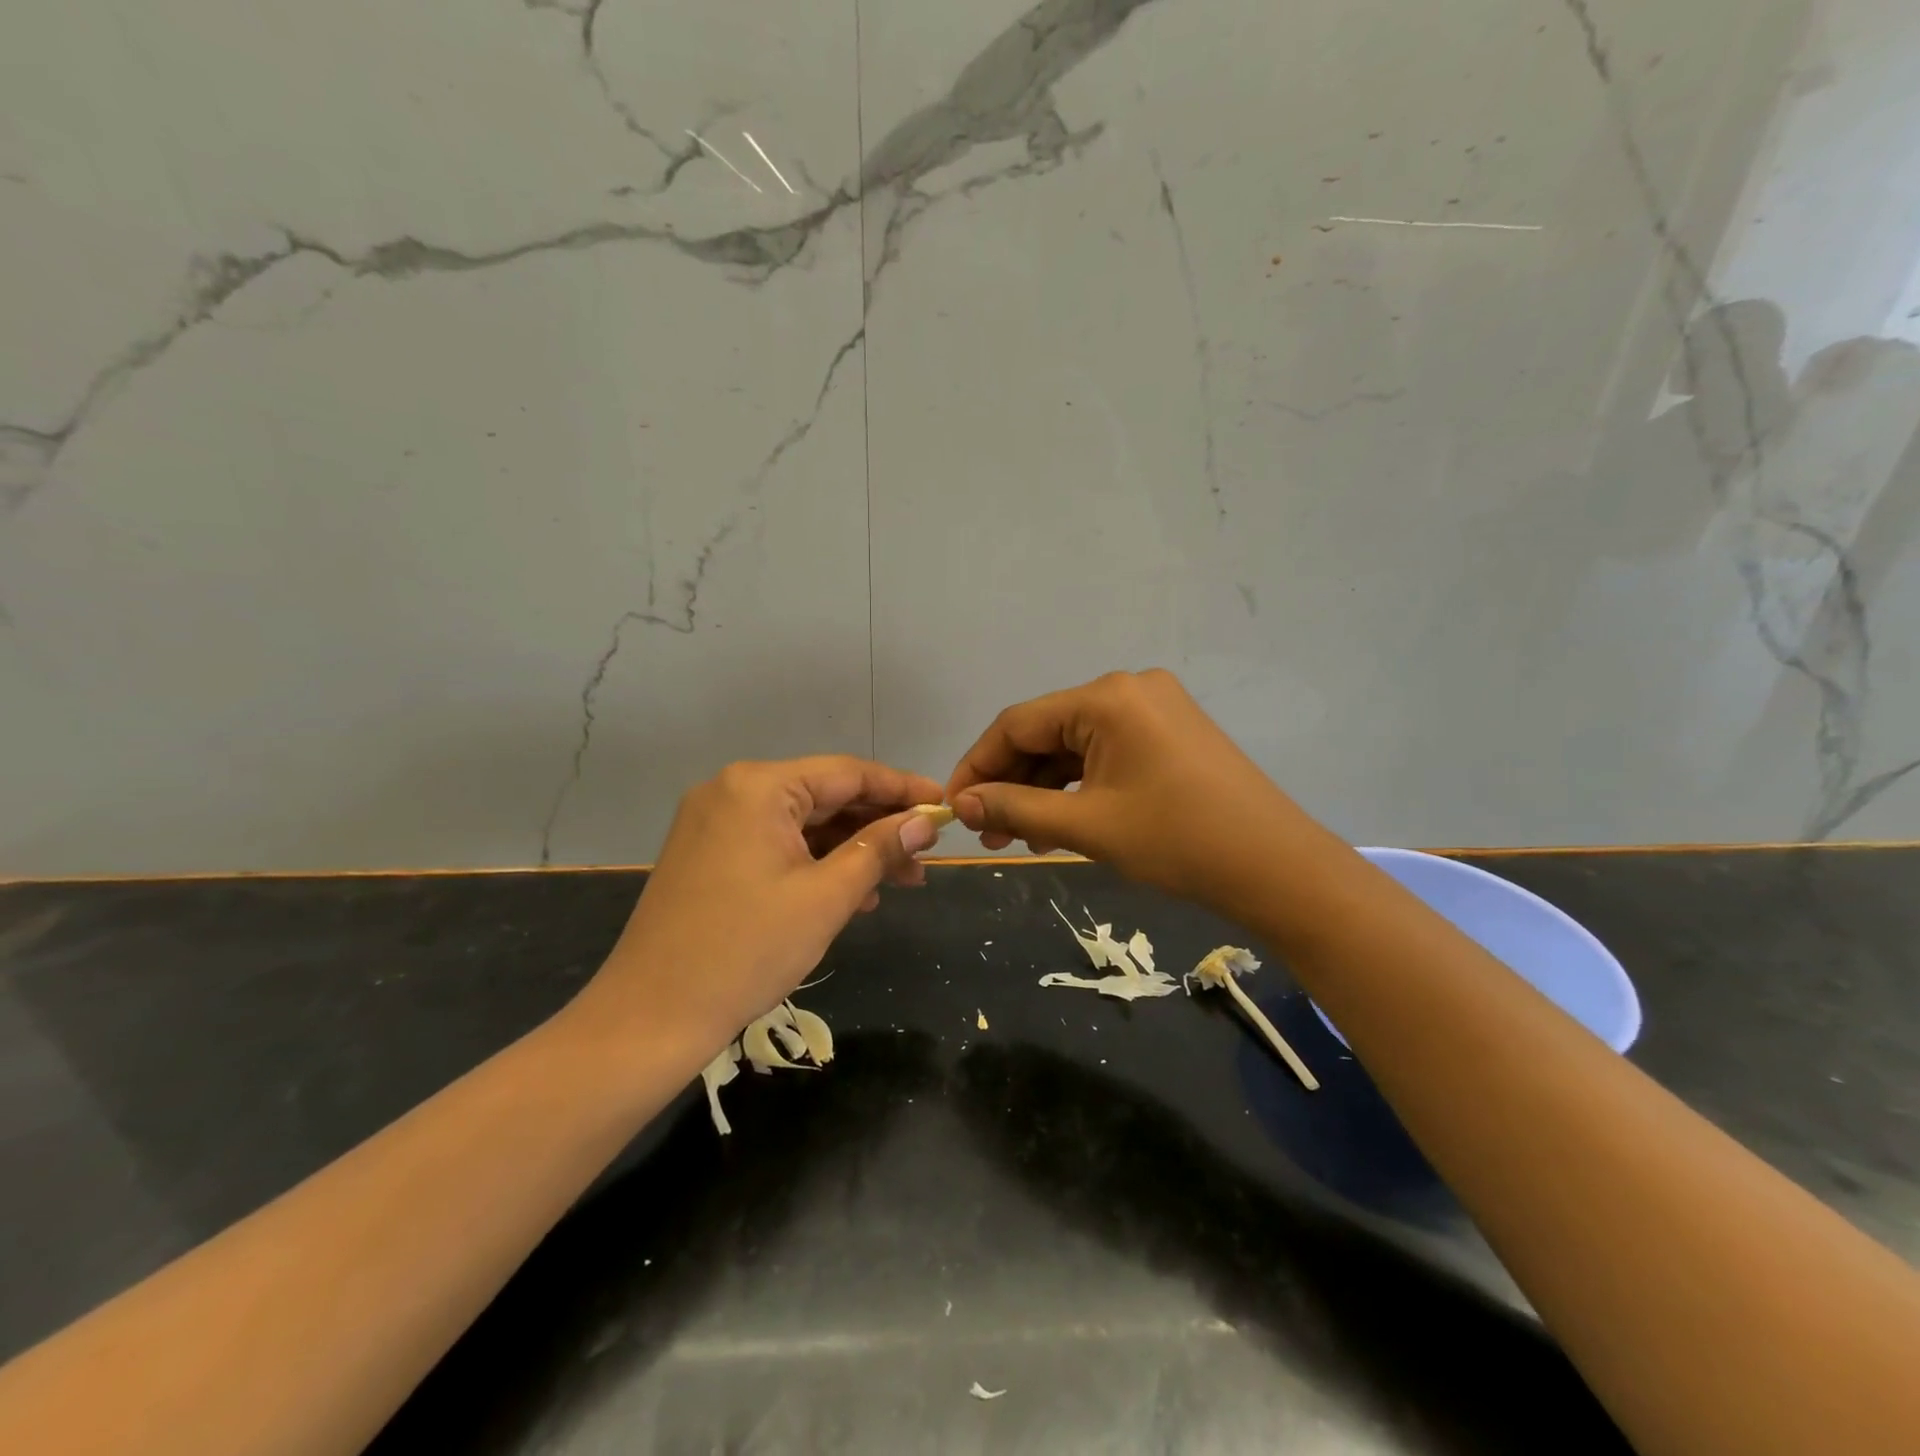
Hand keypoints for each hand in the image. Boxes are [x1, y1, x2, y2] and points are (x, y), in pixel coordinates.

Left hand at [574, 757, 945, 1051]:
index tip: (944, 807)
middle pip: (825, 797)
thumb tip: (924, 823)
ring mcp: (716, 823)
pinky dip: (816, 864)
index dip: (901, 790)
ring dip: (851, 849)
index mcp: (758, 787)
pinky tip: (853, 892)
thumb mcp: (826, 897)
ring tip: (899, 881)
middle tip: (926, 857)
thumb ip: (878, 849)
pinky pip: (777, 845)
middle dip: (878, 827)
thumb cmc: (746, 952)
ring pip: (803, 824)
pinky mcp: (710, 855)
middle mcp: (733, 791)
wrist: (650, 1018)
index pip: (847, 773)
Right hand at [946, 670, 1306, 913]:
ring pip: (1074, 745)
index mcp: (1106, 698)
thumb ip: (1017, 809)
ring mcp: (1153, 708)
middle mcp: (1127, 689)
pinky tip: (1059, 821)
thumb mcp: (1088, 826)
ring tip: (1020, 838)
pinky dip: (1078, 784)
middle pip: (1045, 732)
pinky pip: (1105, 752)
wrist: (1277, 867)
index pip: (1017, 724)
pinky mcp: (1169, 732)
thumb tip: (962, 805)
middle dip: (1012, 783)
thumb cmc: (1178, 842)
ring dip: (1042, 788)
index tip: (955, 809)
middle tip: (989, 835)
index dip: (978, 766)